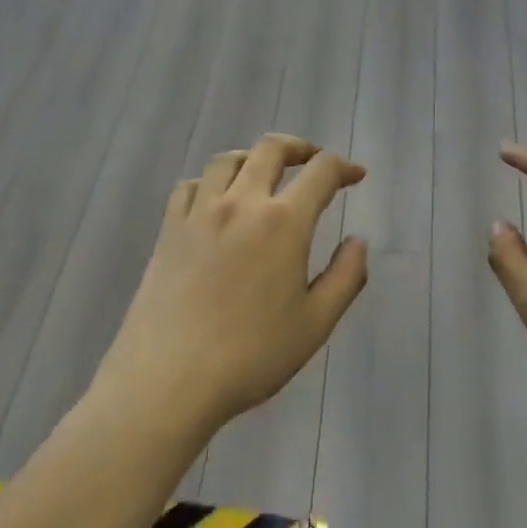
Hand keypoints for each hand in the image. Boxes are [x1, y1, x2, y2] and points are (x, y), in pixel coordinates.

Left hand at [96, 134, 367, 436]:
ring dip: (252, 158)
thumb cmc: (251, 355)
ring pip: (226, 160)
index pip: (321, 172)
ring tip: (263, 174)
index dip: (343, 167)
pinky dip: (208, 183)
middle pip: (270, 149)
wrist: (168, 380)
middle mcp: (242, 203)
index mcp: (284, 221)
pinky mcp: (168, 230)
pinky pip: (189, 186)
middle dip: (299, 147)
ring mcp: (199, 213)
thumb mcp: (316, 324)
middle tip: (312, 160)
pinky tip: (214, 202)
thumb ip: (345, 277)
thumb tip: (358, 241)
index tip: (355, 176)